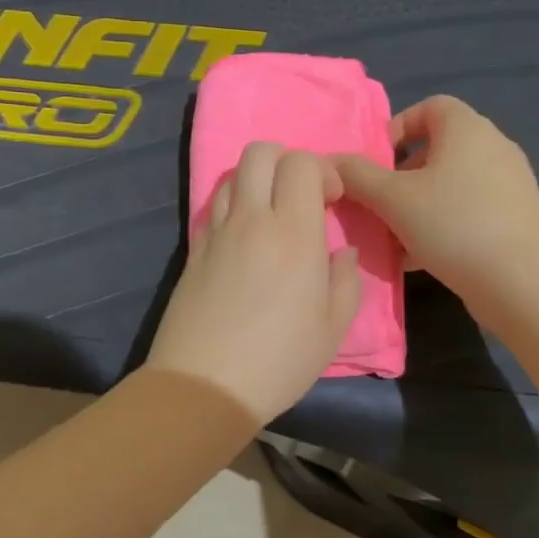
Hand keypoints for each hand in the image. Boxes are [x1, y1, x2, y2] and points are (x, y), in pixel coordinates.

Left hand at [147, 144, 361, 424]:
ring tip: (270, 217)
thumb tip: (340, 251)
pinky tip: (243, 241)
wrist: (204, 385)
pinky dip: (231, 207)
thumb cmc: (279, 361)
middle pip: (259, 152)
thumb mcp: (333, 327)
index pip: (301, 163)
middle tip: (301, 197)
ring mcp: (216, 233)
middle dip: (285, 160)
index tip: (332, 201)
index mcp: (293, 232)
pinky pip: (212, 208)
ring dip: (255, 182)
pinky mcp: (193, 251)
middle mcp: (251, 219)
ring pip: (231, 176)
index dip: (322, 170)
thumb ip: (345, 279)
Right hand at [335, 95, 538, 313]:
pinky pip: (468, 210)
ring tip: (395, 237)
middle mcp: (493, 147)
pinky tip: (421, 258)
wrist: (523, 282)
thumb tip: (328, 162)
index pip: (429, 107)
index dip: (397, 129)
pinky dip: (442, 225)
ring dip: (418, 205)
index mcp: (467, 129)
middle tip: (379, 204)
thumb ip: (356, 175)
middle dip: (401, 176)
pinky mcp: (515, 218)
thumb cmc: (454, 225)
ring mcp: (509, 184)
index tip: (376, 164)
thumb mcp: (392, 198)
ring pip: (450, 185)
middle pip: (437, 149)